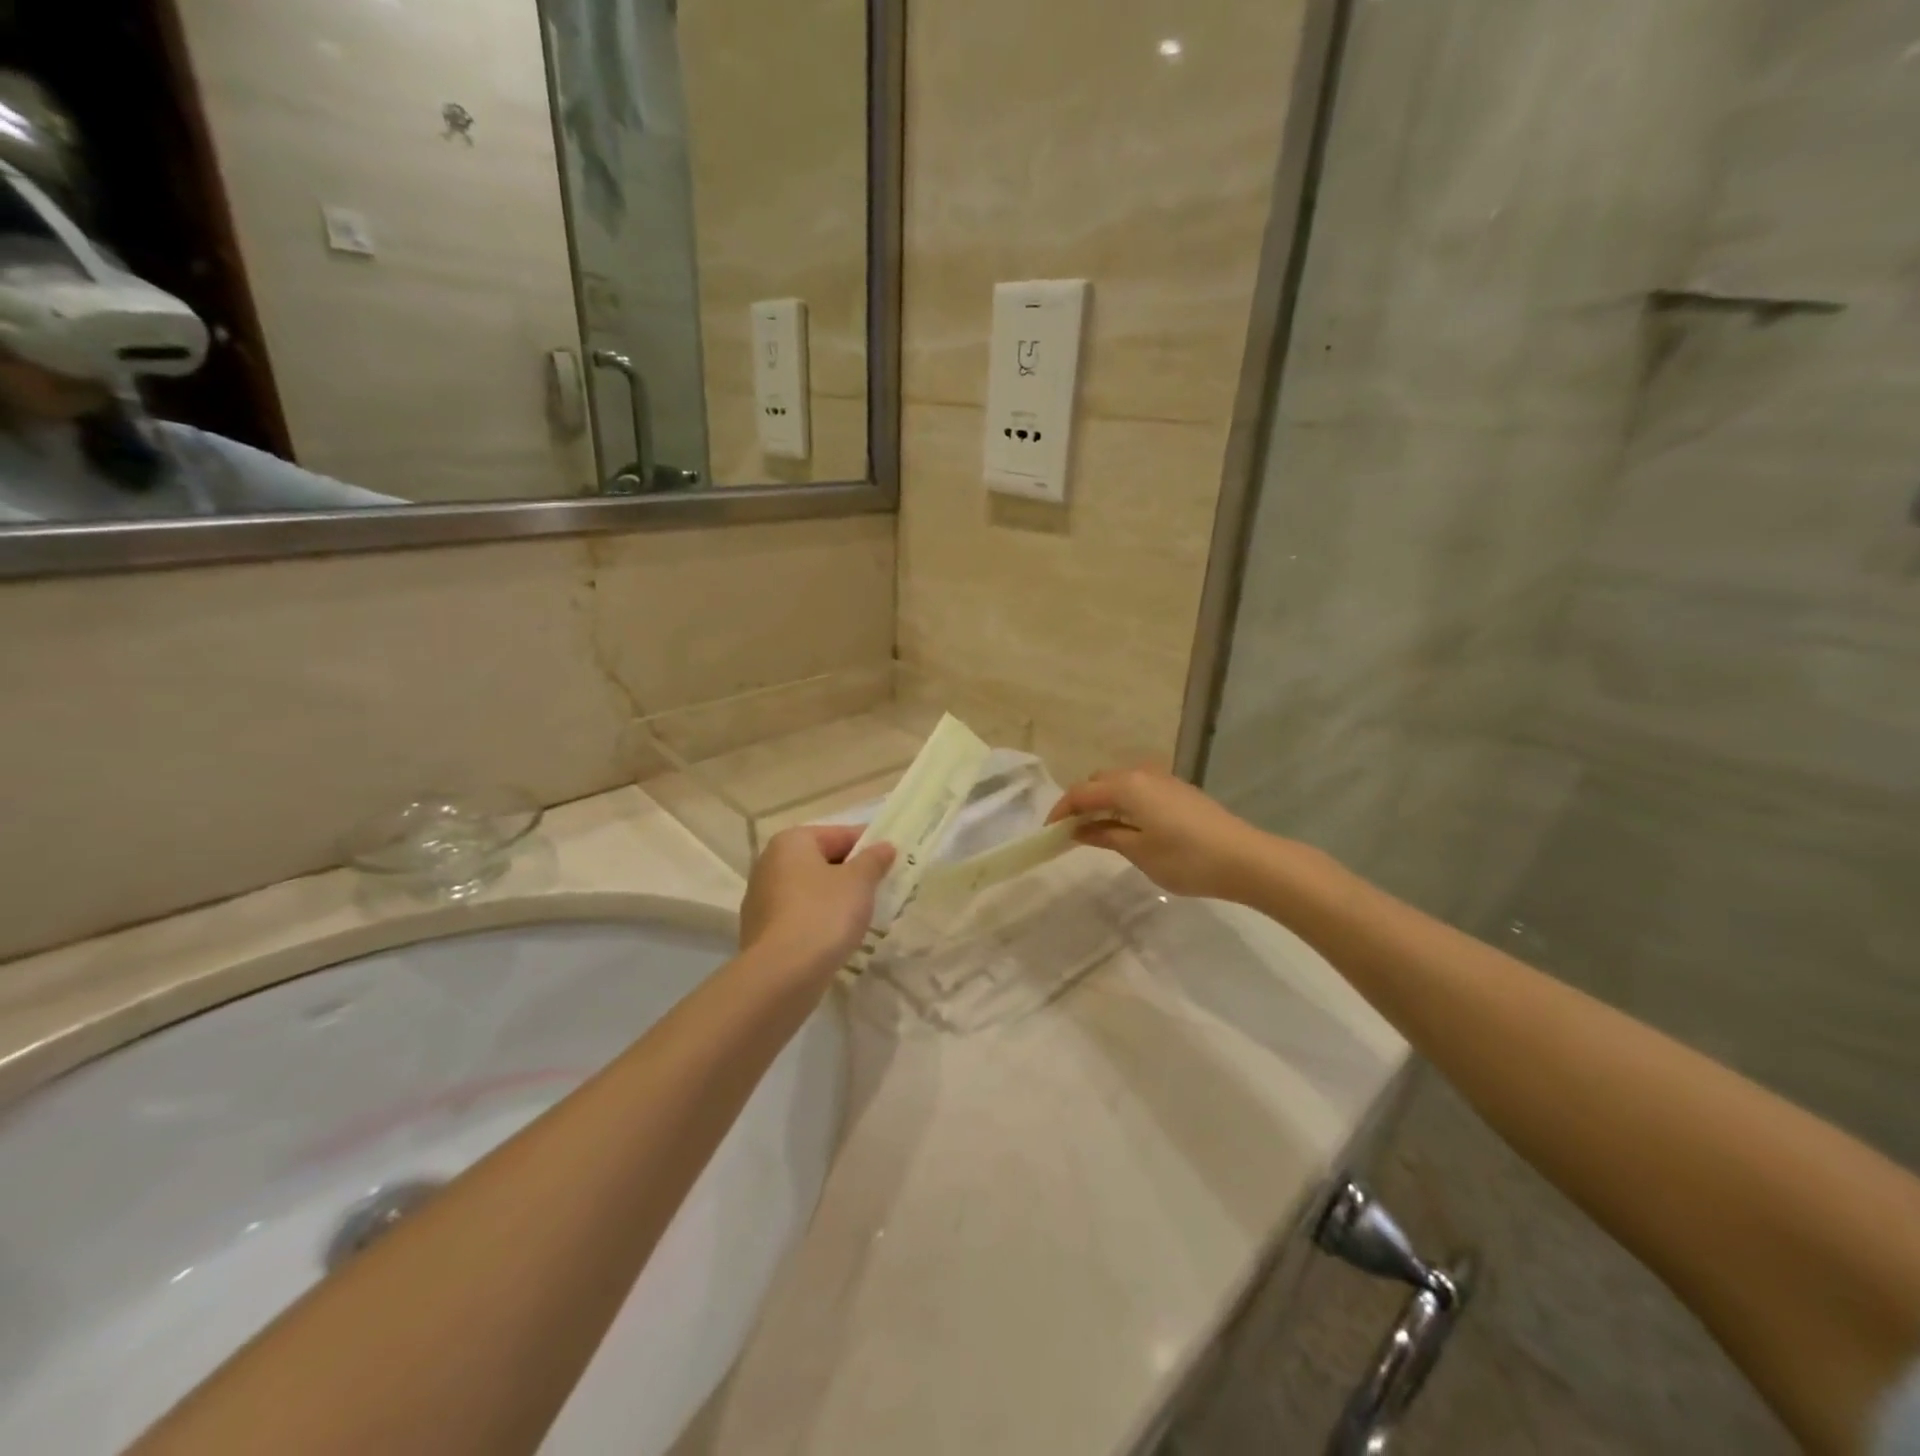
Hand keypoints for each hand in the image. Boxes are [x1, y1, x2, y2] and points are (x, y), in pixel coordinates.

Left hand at [739, 825, 895, 984]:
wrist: (782, 975)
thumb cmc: (823, 914)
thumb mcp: (859, 882)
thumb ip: (874, 859)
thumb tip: (884, 846)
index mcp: (791, 842)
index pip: (840, 834)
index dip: (870, 845)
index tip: (894, 860)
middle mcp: (770, 863)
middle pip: (823, 861)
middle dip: (854, 873)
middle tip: (884, 888)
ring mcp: (761, 899)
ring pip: (811, 890)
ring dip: (837, 898)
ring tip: (865, 915)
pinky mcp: (762, 930)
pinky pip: (800, 915)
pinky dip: (820, 920)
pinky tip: (839, 936)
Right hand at [1047, 766, 1270, 901]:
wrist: (1246, 859)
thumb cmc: (1186, 859)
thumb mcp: (1138, 851)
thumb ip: (1105, 835)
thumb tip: (1078, 829)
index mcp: (1127, 786)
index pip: (1081, 792)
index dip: (1061, 811)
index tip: (1049, 833)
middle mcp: (1142, 773)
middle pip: (1100, 781)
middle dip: (1082, 802)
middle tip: (1073, 832)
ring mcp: (1164, 779)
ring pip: (1121, 783)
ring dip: (1104, 801)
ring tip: (1099, 831)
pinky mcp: (1180, 790)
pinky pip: (1140, 788)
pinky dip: (1125, 802)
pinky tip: (1130, 826)